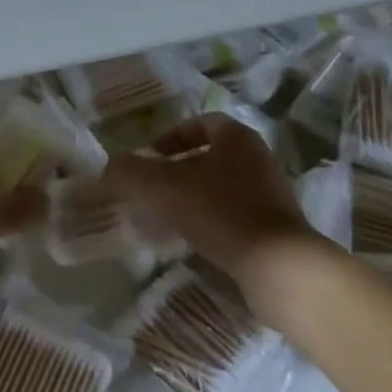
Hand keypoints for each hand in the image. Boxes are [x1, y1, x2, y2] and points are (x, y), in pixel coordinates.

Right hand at [102, 113, 319, 285]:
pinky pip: (237, 213)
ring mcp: (272, 194)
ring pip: (224, 185)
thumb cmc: (221, 212)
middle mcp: (259, 158)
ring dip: (196, 195)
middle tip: (155, 186)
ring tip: (170, 215)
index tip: (151, 155)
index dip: (172, 136)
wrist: (281, 268)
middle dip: (181, 168)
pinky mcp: (278, 228)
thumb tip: (110, 168)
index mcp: (237, 137)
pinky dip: (214, 220)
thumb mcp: (164, 187)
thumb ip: (131, 173)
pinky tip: (196, 239)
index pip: (201, 123)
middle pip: (212, 155)